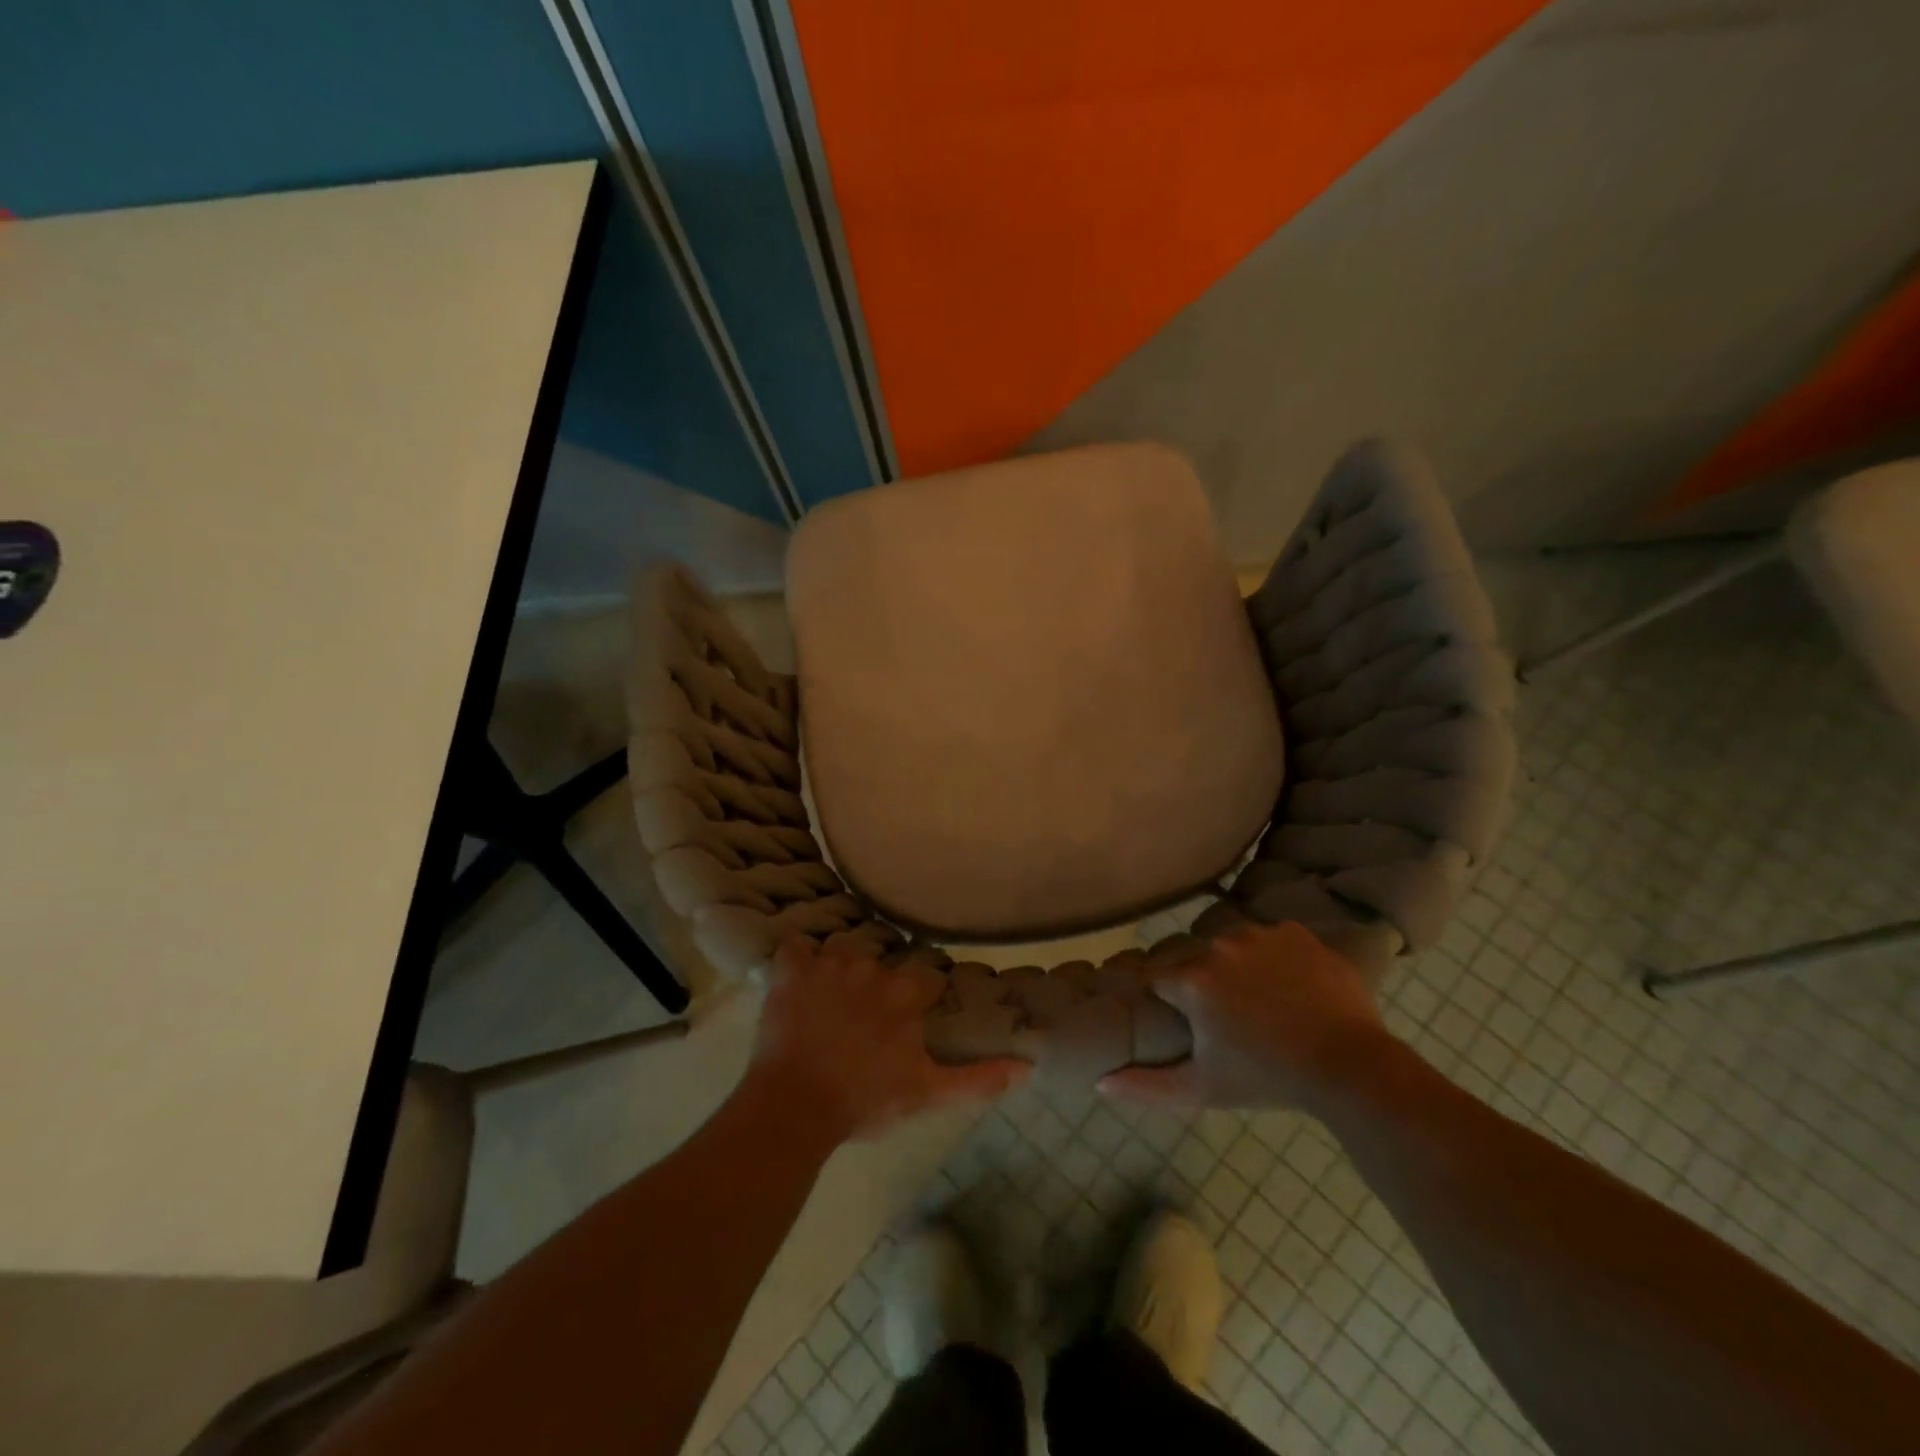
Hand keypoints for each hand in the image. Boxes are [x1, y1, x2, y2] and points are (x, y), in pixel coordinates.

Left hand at [751, 935, 1028, 1141]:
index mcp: (906, 992)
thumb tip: (1029, 1067)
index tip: (914, 1015)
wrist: (795, 1108)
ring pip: (843, 949)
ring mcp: (829, 964)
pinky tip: (798, 976)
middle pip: (883, 962)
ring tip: (834, 997)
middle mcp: (872, 966)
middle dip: (879, 983)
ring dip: (842, 967)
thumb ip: (978, 1078)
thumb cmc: (865, 1101)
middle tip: (868, 1015)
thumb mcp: (927, 1094)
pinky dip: (797, 958)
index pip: (926, 977)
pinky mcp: (791, 970)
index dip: (922, 995)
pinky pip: (794, 947)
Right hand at [1100, 922, 1389, 1114]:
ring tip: (1264, 1004)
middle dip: (1203, 985)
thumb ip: (1146, 1085)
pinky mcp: (1297, 933)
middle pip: (1194, 960)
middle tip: (1229, 1021)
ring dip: (1237, 968)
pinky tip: (1292, 989)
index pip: (1159, 979)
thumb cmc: (1267, 1079)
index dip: (1170, 1003)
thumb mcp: (1202, 1089)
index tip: (1187, 1023)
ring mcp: (1261, 934)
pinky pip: (1272, 940)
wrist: (1351, 1067)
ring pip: (1232, 947)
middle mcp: (1219, 945)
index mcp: (1191, 979)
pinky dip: (1275, 959)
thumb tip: (1100, 1082)